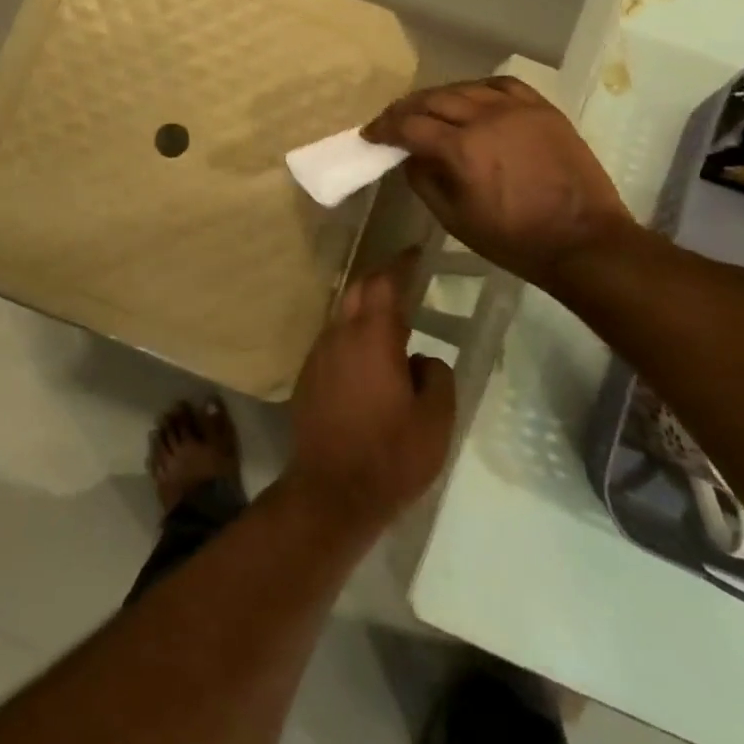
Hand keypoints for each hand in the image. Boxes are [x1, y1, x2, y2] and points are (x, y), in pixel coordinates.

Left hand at [285, 255, 454, 533]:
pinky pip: (333, 341)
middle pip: (358, 292)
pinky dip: (352, 335)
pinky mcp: (308, 377)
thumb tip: (420, 360)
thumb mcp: (436, 419)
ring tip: (391, 320)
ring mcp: (318, 356)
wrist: (331, 491)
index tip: (415, 252)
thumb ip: (436, 376)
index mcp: (373, 338)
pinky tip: (367, 357)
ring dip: (365, 309)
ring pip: (342, 316)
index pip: (385, 283)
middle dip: (381, 279)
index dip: (400, 263)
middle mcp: (340, 337)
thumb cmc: (391, 455)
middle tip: (405, 278)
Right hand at [363, 77, 630, 281]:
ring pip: (465, 88)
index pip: (409, 125)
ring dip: (438, 96)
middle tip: (391, 121)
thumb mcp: (454, 220)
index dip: (384, 128)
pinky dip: (477, 89)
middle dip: (405, 109)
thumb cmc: (513, 239)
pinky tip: (470, 98)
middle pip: (433, 99)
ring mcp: (518, 109)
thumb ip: (424, 182)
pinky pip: (501, 85)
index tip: (370, 134)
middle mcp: (486, 118)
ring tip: (427, 109)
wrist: (582, 240)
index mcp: (461, 149)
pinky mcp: (543, 109)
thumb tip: (409, 157)